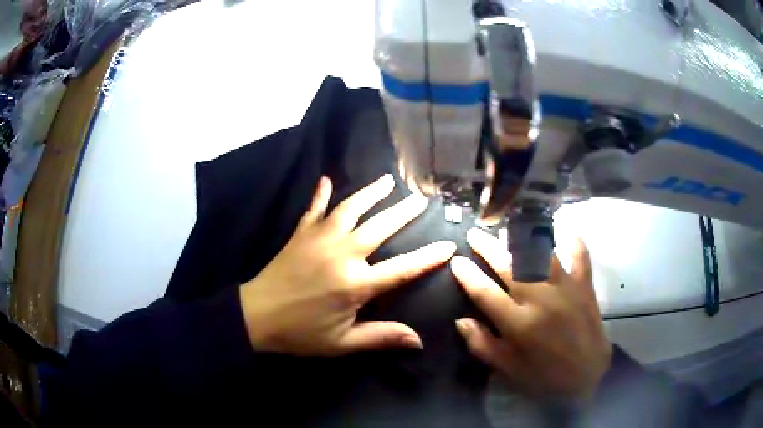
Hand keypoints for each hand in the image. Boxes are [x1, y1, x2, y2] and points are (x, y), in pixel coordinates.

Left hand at [239, 174, 455, 356]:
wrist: (256, 316)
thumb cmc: (301, 333)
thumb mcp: (342, 343)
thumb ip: (381, 337)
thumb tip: (418, 340)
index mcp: (356, 283)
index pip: (403, 268)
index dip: (428, 257)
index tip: (449, 244)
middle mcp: (342, 254)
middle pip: (380, 227)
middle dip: (403, 212)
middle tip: (421, 198)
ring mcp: (319, 239)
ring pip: (350, 209)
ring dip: (370, 193)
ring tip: (387, 181)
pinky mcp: (300, 234)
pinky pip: (313, 209)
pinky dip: (320, 194)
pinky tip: (326, 180)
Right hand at [451, 228, 610, 399]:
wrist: (587, 378)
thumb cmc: (543, 377)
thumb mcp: (508, 369)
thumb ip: (482, 345)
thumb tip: (461, 321)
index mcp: (519, 324)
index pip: (485, 292)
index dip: (467, 275)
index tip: (456, 261)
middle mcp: (541, 299)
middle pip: (509, 266)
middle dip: (487, 247)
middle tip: (474, 234)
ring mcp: (566, 288)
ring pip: (540, 254)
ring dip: (523, 239)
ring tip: (509, 228)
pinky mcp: (585, 286)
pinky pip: (580, 257)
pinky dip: (574, 243)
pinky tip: (567, 232)